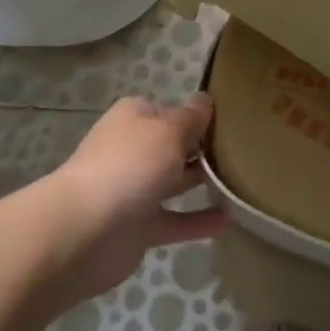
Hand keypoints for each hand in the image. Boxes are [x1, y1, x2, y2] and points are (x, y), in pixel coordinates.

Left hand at [42, 95, 226, 301]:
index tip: (229, 122)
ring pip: (174, 182)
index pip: (169, 110)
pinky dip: (198, 220)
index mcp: (133, 118)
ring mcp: (133, 190)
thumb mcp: (169, 130)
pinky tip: (229, 219)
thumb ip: (191, 117)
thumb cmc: (130, 164)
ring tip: (242, 181)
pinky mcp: (138, 228)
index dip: (196, 116)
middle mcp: (132, 150)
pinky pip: (175, 220)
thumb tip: (205, 100)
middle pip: (172, 146)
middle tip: (243, 151)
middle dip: (201, 148)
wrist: (85, 230)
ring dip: (201, 182)